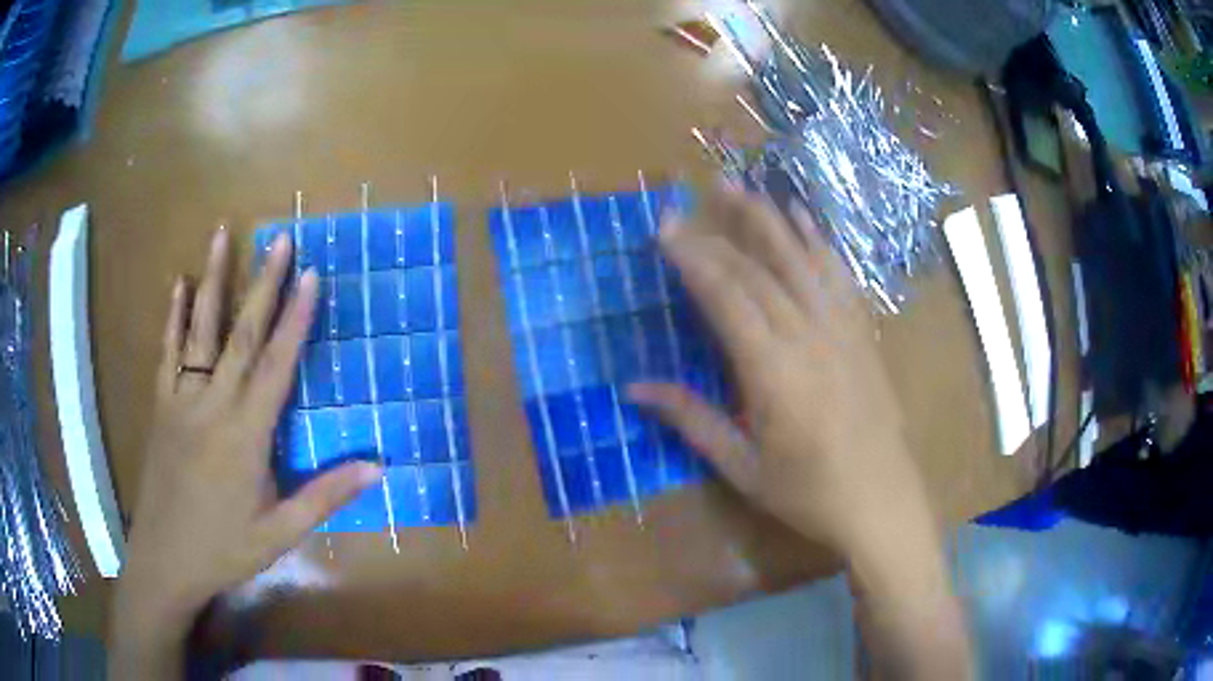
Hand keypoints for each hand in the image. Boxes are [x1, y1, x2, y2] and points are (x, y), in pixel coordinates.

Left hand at [110, 229, 380, 677]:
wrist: (164, 559)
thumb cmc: (224, 549)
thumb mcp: (280, 533)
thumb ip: (325, 496)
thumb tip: (378, 467)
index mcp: (245, 435)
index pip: (275, 365)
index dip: (295, 319)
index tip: (310, 275)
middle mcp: (213, 405)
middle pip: (240, 335)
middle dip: (262, 283)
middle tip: (279, 238)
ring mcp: (182, 400)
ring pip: (199, 330)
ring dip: (212, 280)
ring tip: (221, 234)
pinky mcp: (162, 406)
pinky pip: (167, 353)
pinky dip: (172, 316)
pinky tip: (177, 284)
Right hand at [629, 181, 930, 557]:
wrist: (882, 502)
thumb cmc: (809, 494)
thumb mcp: (743, 468)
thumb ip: (691, 421)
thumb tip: (634, 388)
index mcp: (773, 374)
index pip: (726, 298)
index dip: (693, 258)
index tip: (665, 228)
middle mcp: (809, 338)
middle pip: (759, 271)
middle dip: (721, 229)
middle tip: (689, 199)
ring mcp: (842, 330)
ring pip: (801, 261)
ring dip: (768, 220)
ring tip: (741, 187)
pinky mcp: (862, 333)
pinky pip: (838, 276)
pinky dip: (818, 242)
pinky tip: (802, 219)